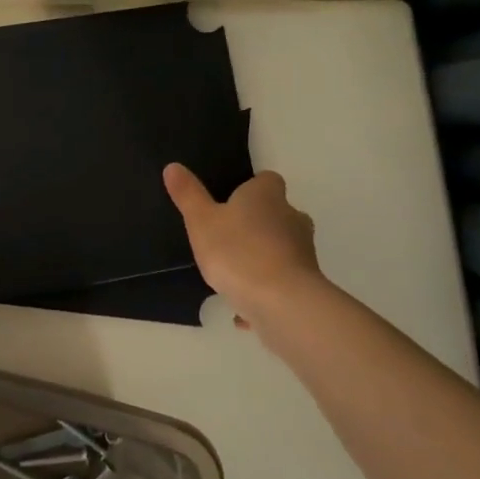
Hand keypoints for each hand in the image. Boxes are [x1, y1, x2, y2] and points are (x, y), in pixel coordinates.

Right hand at [164, 164, 323, 334]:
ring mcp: (303, 252)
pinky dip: (266, 292)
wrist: (282, 303)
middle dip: (258, 225)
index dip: (251, 188)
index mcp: (267, 196)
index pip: (267, 180)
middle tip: (229, 239)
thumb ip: (188, 195)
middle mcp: (292, 218)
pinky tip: (244, 311)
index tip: (233, 201)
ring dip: (262, 260)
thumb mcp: (201, 221)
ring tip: (233, 278)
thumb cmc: (237, 251)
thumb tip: (173, 166)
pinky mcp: (306, 284)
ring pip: (281, 249)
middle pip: (278, 214)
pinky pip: (282, 283)